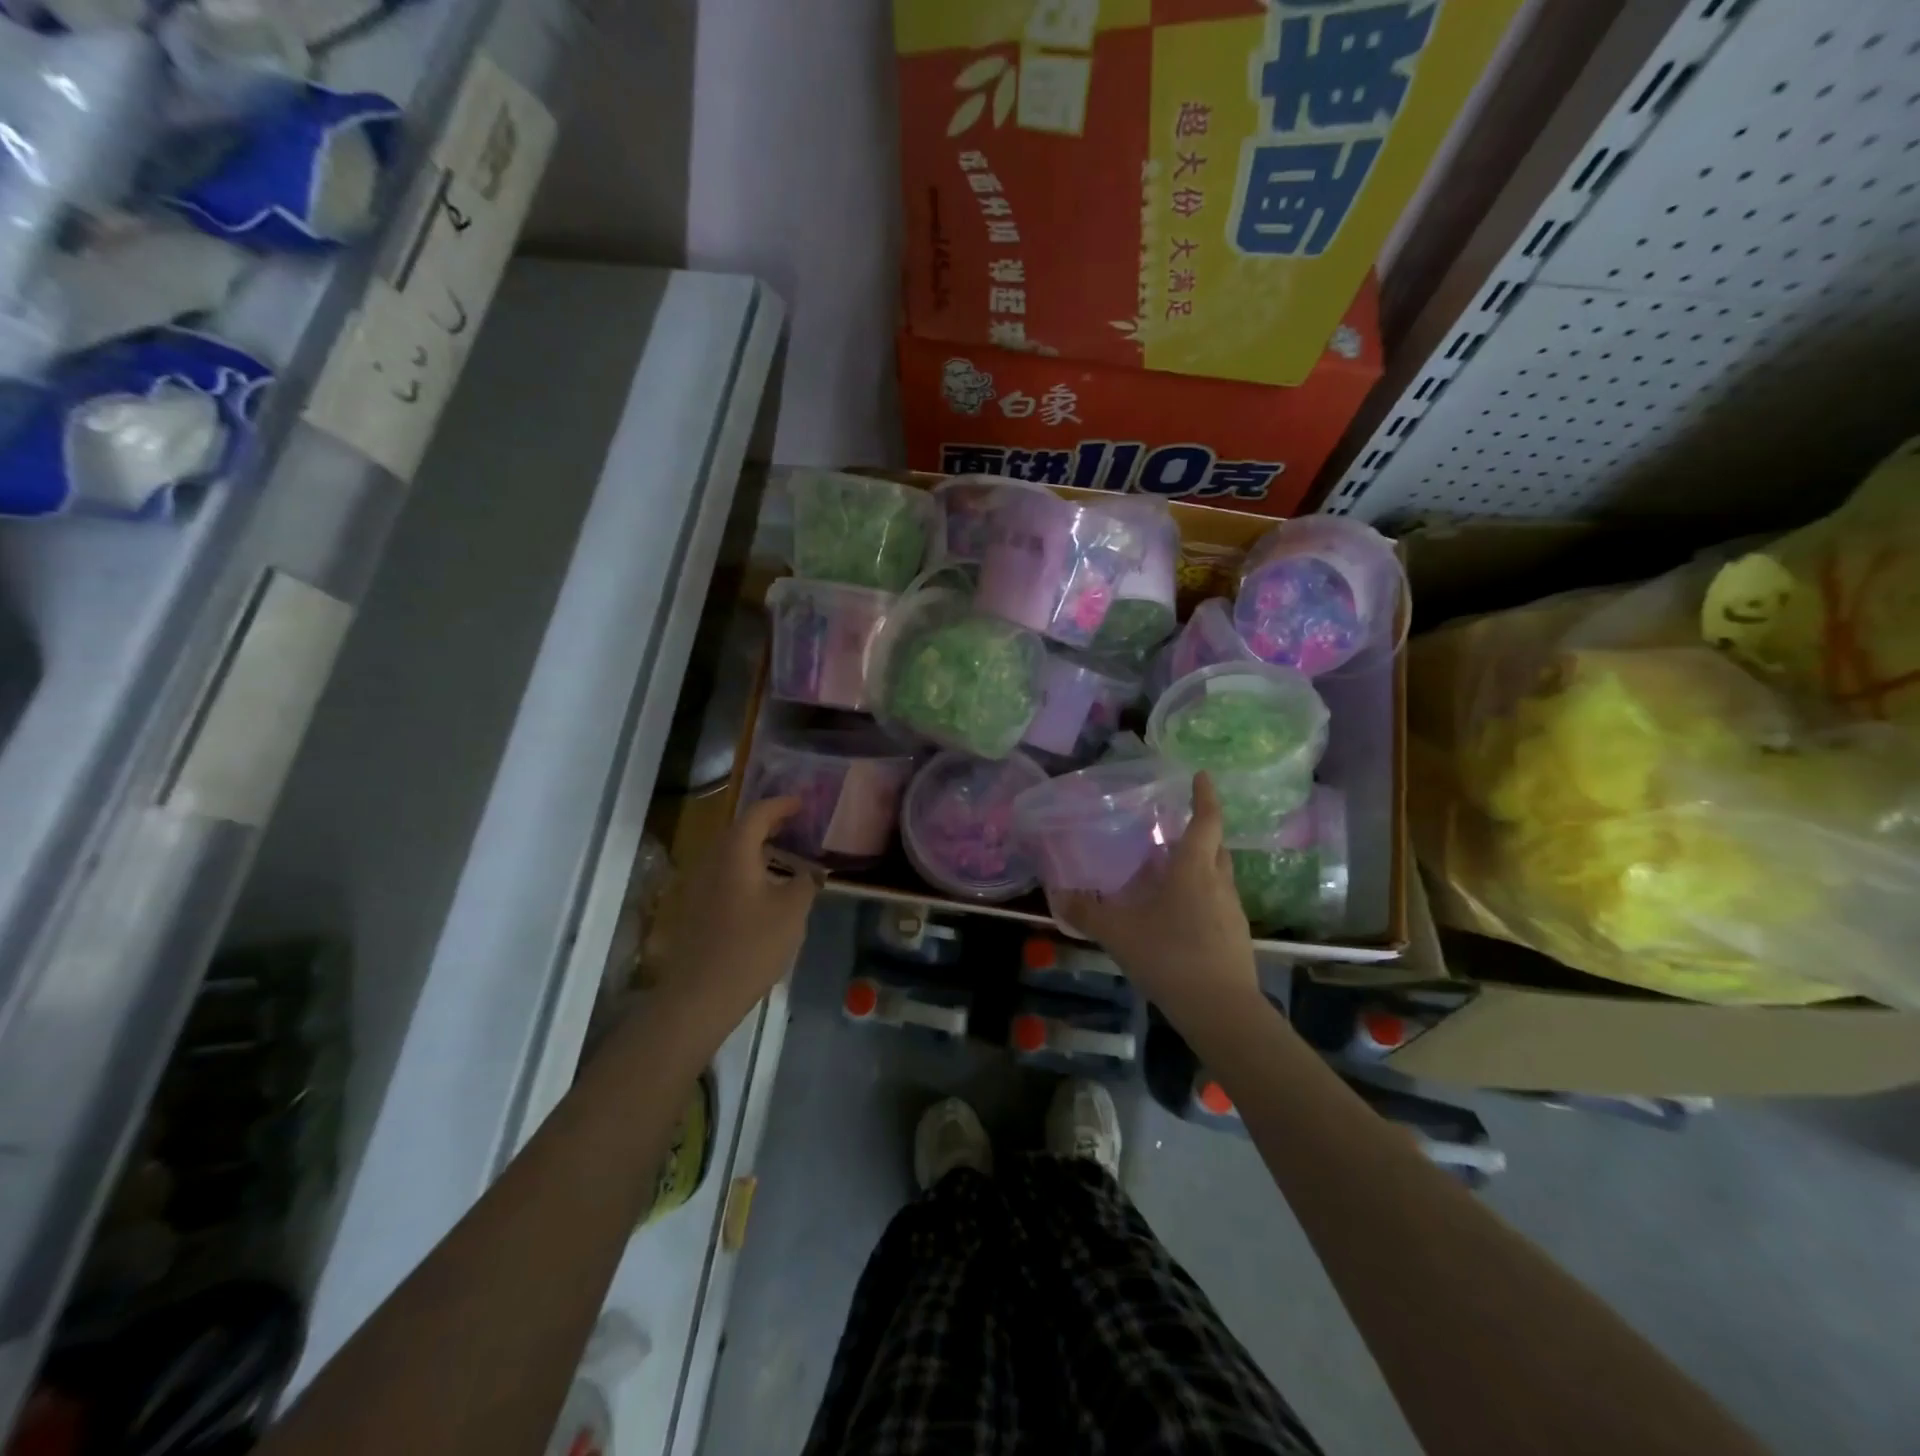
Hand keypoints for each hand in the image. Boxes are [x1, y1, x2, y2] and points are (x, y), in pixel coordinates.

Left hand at [656, 797, 821, 1027]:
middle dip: (768, 824)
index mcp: (735, 853)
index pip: (757, 814)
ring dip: (756, 848)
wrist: (699, 995)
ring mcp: (698, 885)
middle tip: (795, 825)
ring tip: (783, 854)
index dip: (781, 805)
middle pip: (739, 830)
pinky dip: (745, 868)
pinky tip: (763, 887)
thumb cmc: (751, 946)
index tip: (802, 803)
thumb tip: (811, 871)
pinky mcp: (694, 908)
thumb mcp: (792, 912)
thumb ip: (806, 883)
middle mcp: (711, 861)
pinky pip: (723, 874)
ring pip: (730, 853)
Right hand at [1059, 773, 1261, 1034]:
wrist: (1221, 1011)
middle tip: (1175, 825)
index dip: (1205, 796)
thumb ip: (1086, 914)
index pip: (1206, 821)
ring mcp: (1232, 911)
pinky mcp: (1236, 936)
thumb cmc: (1170, 957)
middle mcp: (1218, 883)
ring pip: (1217, 875)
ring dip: (1199, 865)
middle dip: (1201, 831)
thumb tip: (1058, 896)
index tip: (1201, 775)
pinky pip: (1217, 902)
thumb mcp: (1118, 934)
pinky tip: (1178, 914)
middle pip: (1216, 846)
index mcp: (1193, 869)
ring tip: (1170, 870)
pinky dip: (1201, 895)